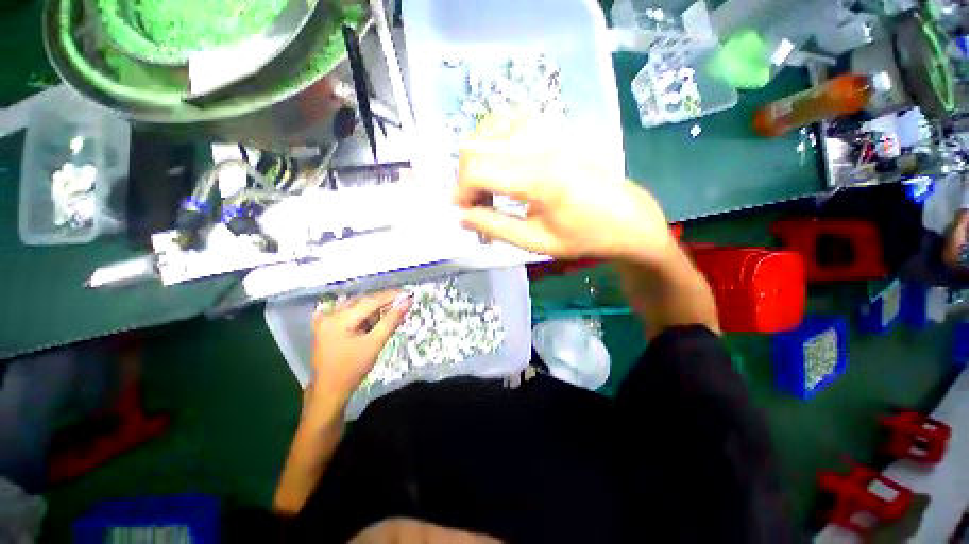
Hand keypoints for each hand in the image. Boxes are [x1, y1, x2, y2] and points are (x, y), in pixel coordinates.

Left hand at [308, 290, 412, 408]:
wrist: (330, 390)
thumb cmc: (353, 369)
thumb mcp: (375, 344)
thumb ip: (391, 320)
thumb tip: (407, 302)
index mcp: (339, 319)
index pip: (370, 301)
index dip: (391, 296)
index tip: (408, 294)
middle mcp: (330, 314)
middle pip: (363, 302)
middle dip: (383, 305)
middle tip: (401, 309)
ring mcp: (325, 319)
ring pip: (357, 307)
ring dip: (373, 312)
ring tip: (385, 323)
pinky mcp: (326, 325)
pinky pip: (350, 313)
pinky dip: (363, 317)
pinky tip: (372, 325)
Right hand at [454, 118, 675, 262]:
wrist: (628, 219)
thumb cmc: (584, 237)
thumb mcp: (536, 242)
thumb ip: (495, 226)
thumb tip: (462, 217)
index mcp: (539, 179)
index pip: (477, 169)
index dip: (461, 191)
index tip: (464, 212)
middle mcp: (542, 145)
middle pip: (478, 145)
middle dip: (466, 177)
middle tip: (477, 204)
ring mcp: (550, 131)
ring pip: (491, 127)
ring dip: (479, 157)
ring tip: (488, 185)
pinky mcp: (556, 128)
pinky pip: (511, 120)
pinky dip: (495, 140)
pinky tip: (502, 162)